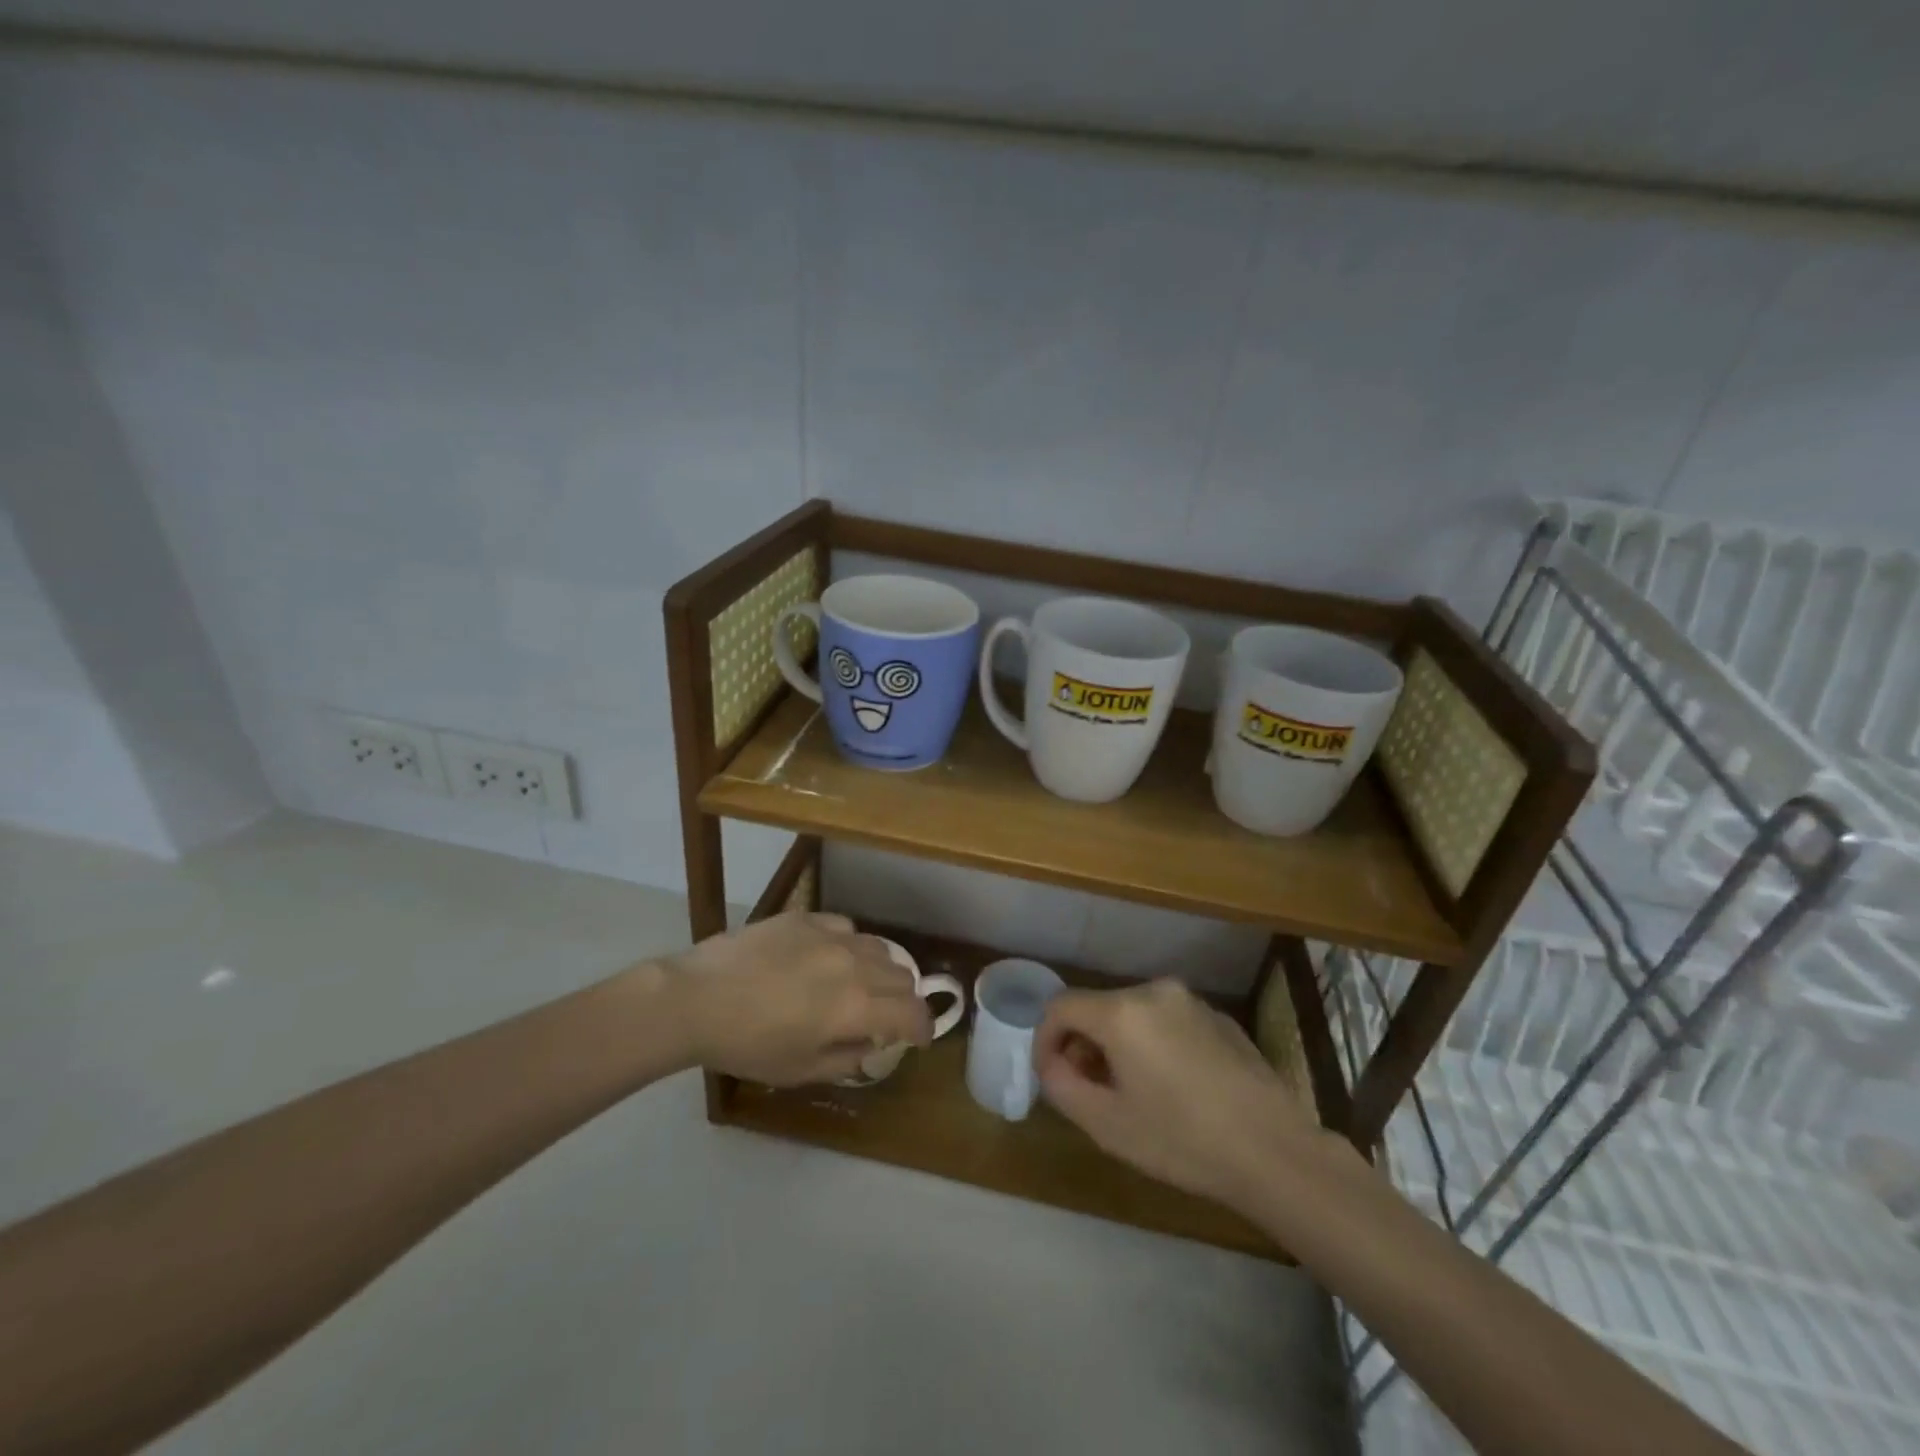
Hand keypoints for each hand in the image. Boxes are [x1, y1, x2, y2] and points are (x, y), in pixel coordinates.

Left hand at [667, 913, 931, 1084]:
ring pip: (879, 948)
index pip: (913, 1012)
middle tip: (884, 1016)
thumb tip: (872, 1045)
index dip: (923, 1028)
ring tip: (858, 985)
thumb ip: (847, 1059)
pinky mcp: (807, 918)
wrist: (697, 998)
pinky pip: (847, 928)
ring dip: (880, 972)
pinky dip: (850, 947)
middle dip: (902, 1001)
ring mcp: (831, 936)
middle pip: (903, 976)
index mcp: (857, 1007)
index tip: (917, 1038)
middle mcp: (855, 965)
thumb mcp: (800, 1070)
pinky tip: (828, 958)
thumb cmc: (747, 1045)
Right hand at [1034, 979, 1319, 1207]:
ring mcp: (1191, 1001)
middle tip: (1089, 1089)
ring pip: (1133, 1013)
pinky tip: (1173, 1087)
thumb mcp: (1107, 1124)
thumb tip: (1053, 1063)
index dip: (1045, 1039)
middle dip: (1083, 1044)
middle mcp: (1154, 991)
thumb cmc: (1182, 1140)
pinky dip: (1153, 1043)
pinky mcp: (1219, 1017)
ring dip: (1118, 1044)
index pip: (1060, 1006)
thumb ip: (1061, 1085)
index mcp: (1122, 1011)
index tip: (1051, 1076)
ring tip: (1130, 1091)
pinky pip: (1167, 1021)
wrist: (1275, 1151)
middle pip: (1098, 1007)